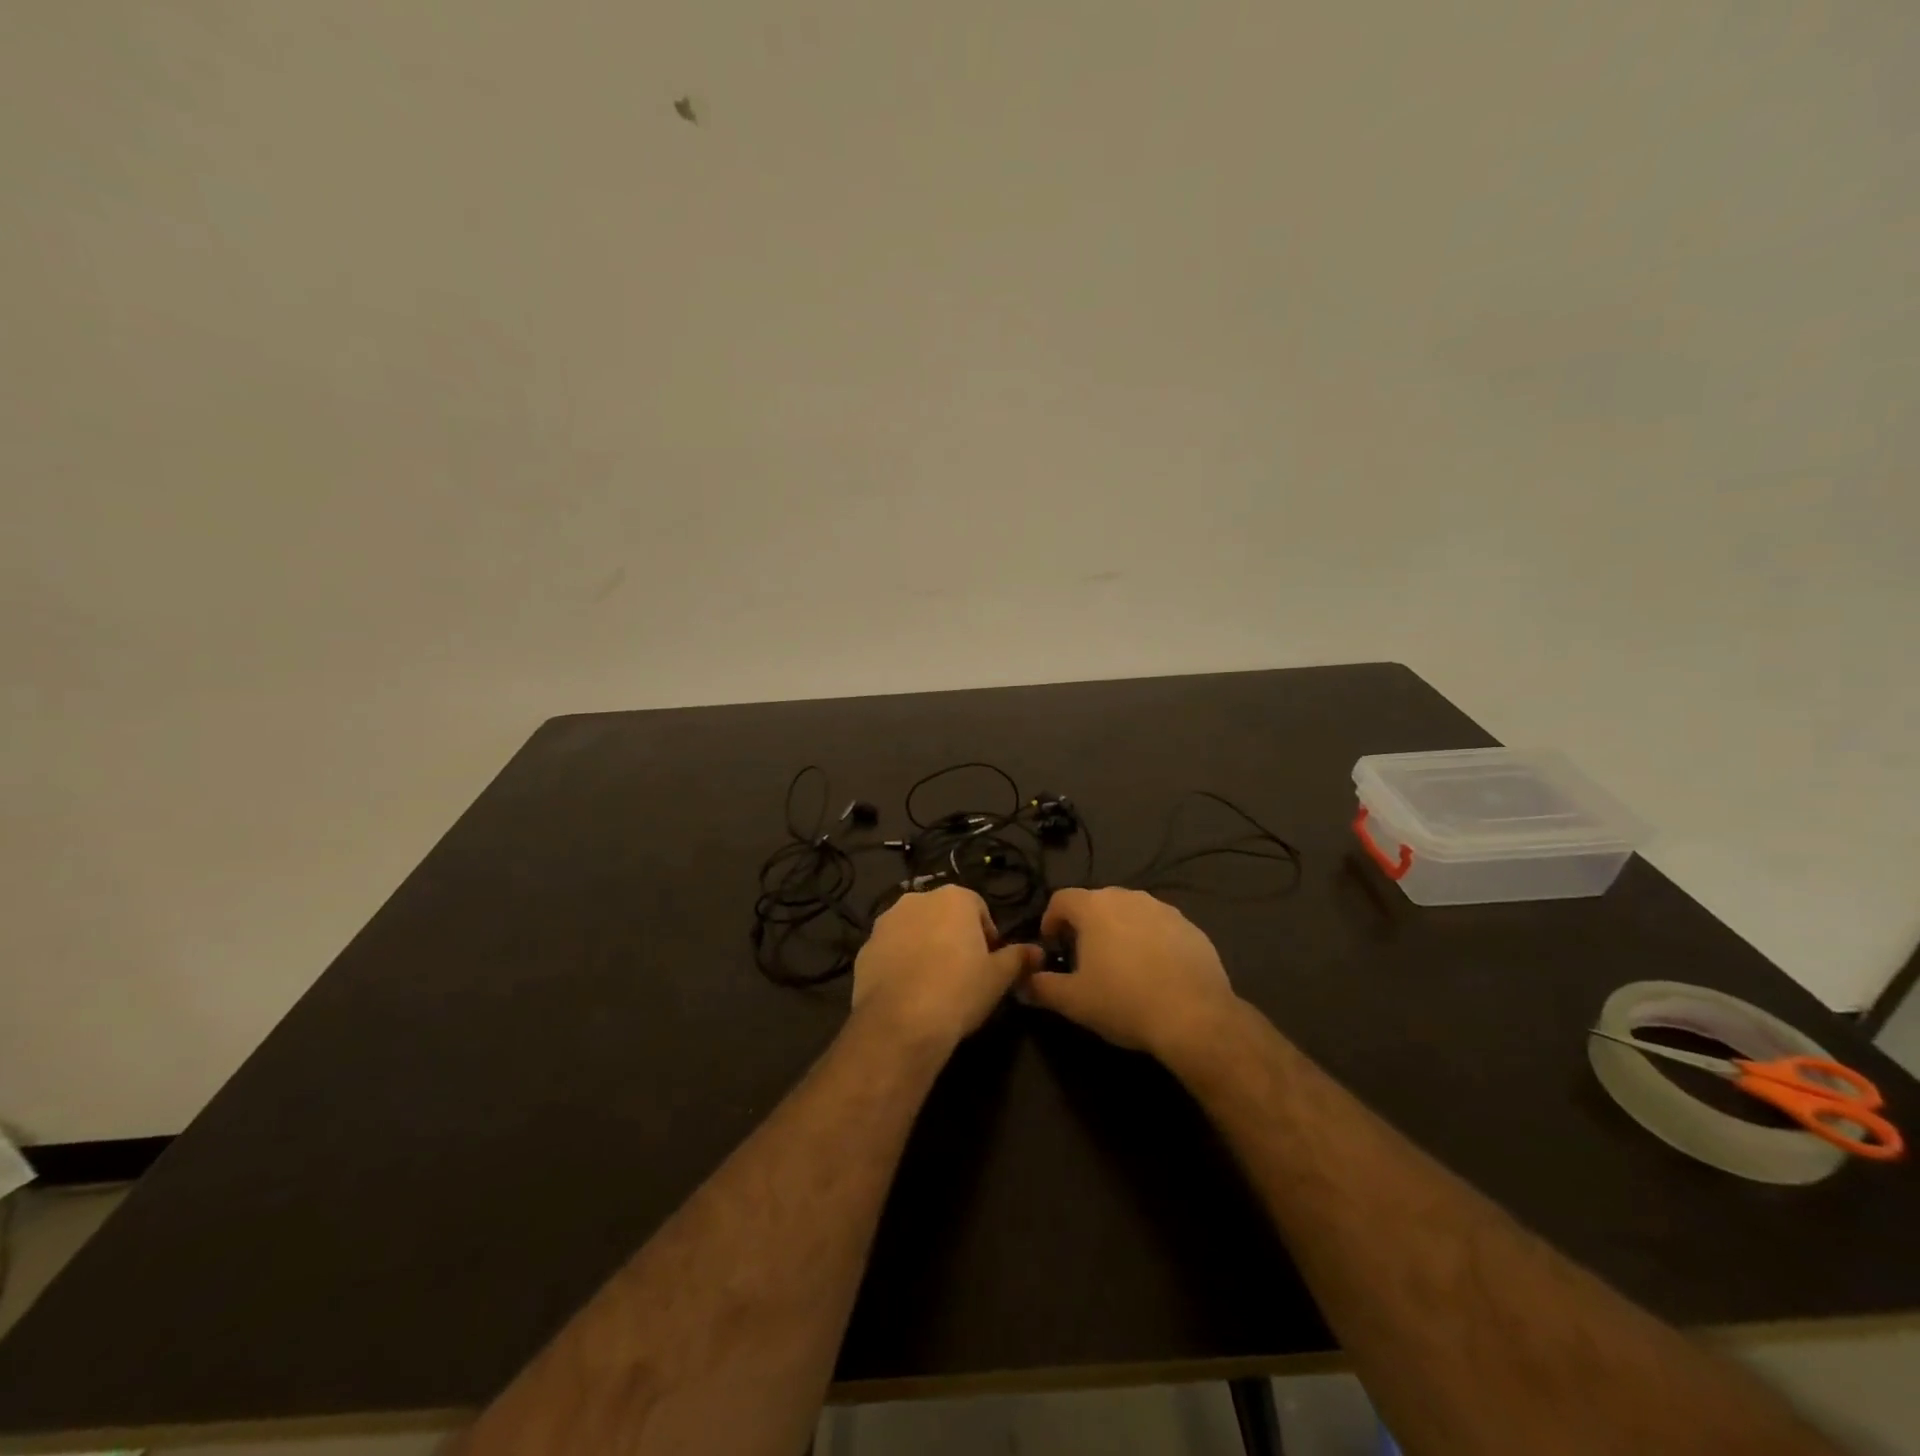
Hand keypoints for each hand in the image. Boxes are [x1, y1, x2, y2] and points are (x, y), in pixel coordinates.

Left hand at [851, 885, 1039, 1050]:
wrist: (901, 1022)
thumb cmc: (959, 989)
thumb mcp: (999, 977)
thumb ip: (1019, 958)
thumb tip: (1038, 952)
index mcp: (953, 898)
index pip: (979, 908)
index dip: (987, 936)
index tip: (989, 964)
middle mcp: (916, 900)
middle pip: (943, 915)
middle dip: (953, 937)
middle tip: (963, 973)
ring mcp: (886, 923)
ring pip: (913, 930)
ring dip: (924, 947)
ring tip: (934, 984)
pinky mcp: (865, 948)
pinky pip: (890, 951)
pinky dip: (900, 964)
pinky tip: (908, 993)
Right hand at [1020, 888, 1237, 1060]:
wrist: (1194, 1015)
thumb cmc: (1124, 1001)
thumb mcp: (1073, 1001)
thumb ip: (1041, 987)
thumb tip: (1022, 983)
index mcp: (1095, 907)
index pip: (1061, 899)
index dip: (1050, 920)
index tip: (1052, 945)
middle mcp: (1128, 897)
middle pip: (1096, 902)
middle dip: (1085, 925)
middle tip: (1083, 957)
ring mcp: (1163, 909)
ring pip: (1130, 913)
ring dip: (1119, 931)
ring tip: (1120, 965)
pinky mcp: (1191, 927)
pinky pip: (1160, 927)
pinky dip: (1150, 941)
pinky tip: (1154, 972)